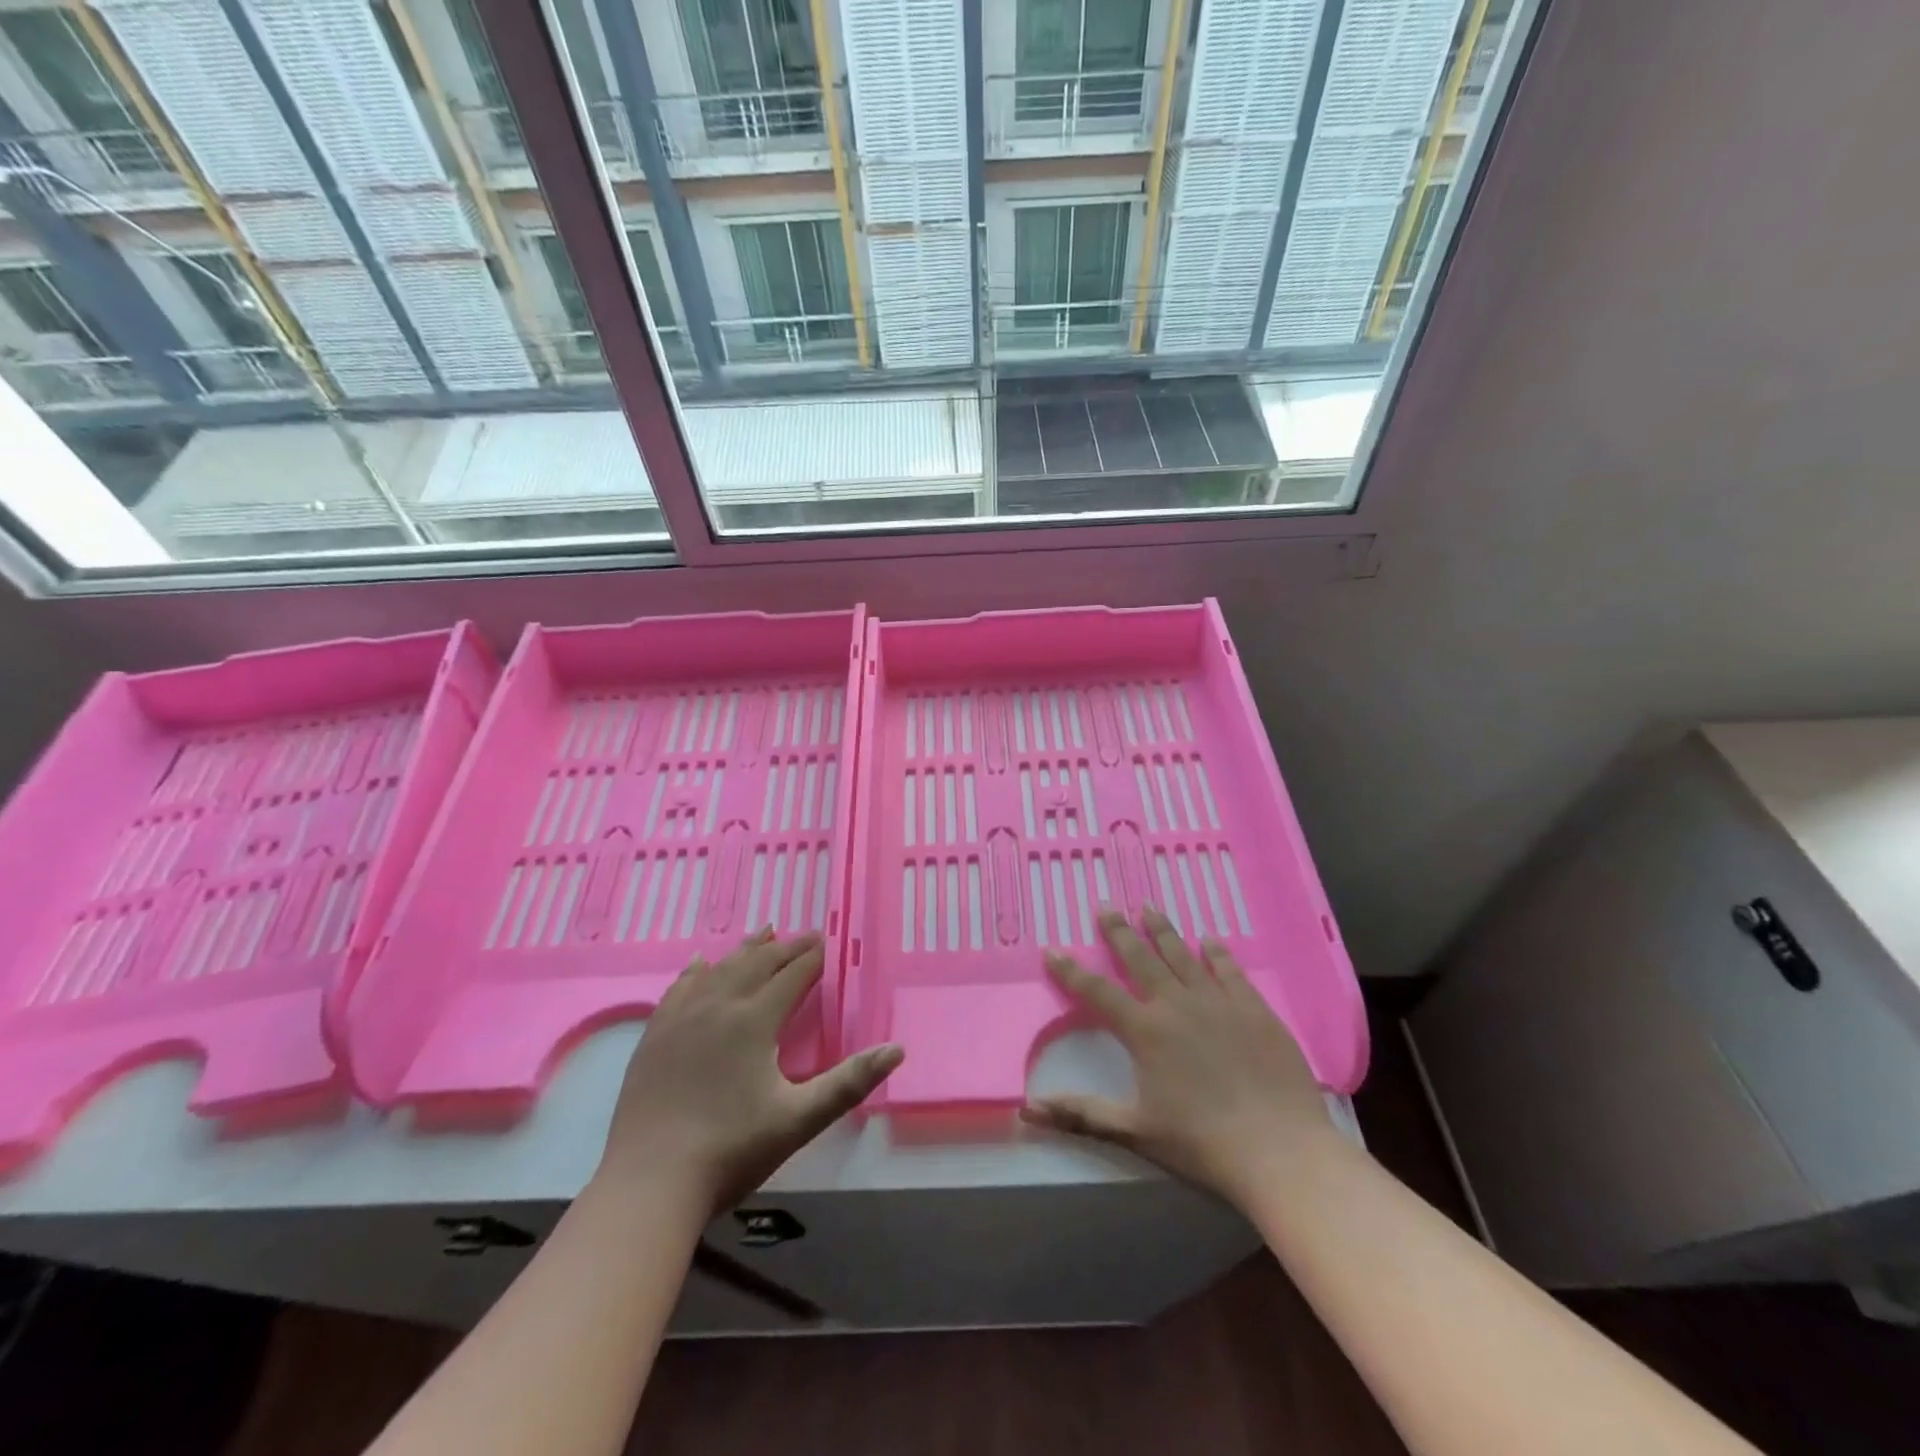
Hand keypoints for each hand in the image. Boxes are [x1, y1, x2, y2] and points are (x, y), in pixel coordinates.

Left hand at [594, 929, 902, 1211]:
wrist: (648, 1184)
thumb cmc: (731, 1150)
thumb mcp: (799, 1119)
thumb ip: (849, 1082)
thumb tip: (896, 1049)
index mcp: (754, 1020)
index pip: (791, 976)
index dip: (812, 957)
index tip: (827, 941)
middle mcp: (717, 1006)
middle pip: (757, 964)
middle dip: (785, 948)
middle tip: (806, 936)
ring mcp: (680, 1018)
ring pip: (719, 969)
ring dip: (746, 950)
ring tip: (764, 933)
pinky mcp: (654, 1036)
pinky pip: (679, 988)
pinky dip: (697, 970)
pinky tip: (699, 963)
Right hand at [1021, 908, 1332, 1207]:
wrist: (1280, 1150)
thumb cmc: (1202, 1144)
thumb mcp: (1135, 1132)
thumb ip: (1080, 1114)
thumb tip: (1027, 1108)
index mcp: (1145, 1031)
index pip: (1097, 992)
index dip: (1071, 971)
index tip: (1052, 949)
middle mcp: (1176, 1005)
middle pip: (1141, 958)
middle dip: (1119, 932)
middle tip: (1106, 906)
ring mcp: (1218, 1002)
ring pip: (1182, 955)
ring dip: (1162, 930)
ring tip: (1148, 907)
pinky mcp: (1253, 1008)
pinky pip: (1229, 970)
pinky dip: (1217, 952)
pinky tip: (1210, 939)